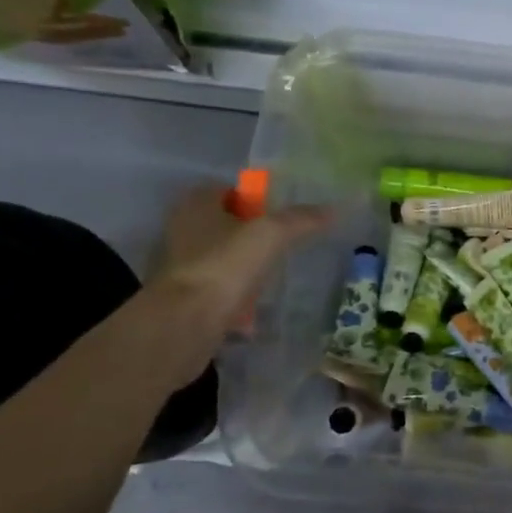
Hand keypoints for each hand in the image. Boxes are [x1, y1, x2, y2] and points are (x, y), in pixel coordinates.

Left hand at [148, 185, 330, 363]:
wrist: (185, 322)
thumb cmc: (225, 266)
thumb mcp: (271, 235)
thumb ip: (300, 220)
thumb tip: (333, 210)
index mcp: (196, 205)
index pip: (227, 190)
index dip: (254, 200)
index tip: (279, 217)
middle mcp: (181, 230)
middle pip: (224, 226)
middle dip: (250, 237)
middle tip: (280, 247)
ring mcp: (179, 266)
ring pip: (220, 260)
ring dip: (243, 270)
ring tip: (270, 281)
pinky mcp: (181, 298)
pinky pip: (216, 292)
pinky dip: (234, 300)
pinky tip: (252, 313)